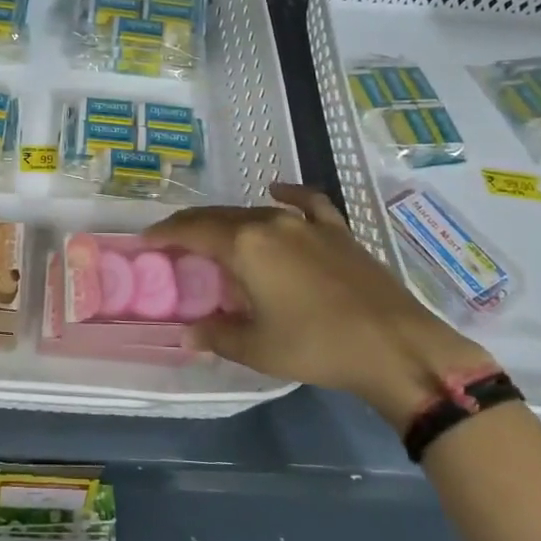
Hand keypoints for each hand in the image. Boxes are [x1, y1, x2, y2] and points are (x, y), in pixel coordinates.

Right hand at [144, 183, 494, 425]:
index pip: (193, 231)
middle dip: (191, 226)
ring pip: (255, 211)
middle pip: (219, 216)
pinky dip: (287, 195)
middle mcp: (271, 223)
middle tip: (171, 239)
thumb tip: (187, 334)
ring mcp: (307, 223)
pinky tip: (276, 192)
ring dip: (230, 220)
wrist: (396, 345)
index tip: (145, 240)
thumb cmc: (317, 346)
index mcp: (245, 246)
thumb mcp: (258, 348)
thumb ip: (217, 335)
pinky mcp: (337, 231)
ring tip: (216, 234)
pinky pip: (306, 203)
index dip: (165, 234)